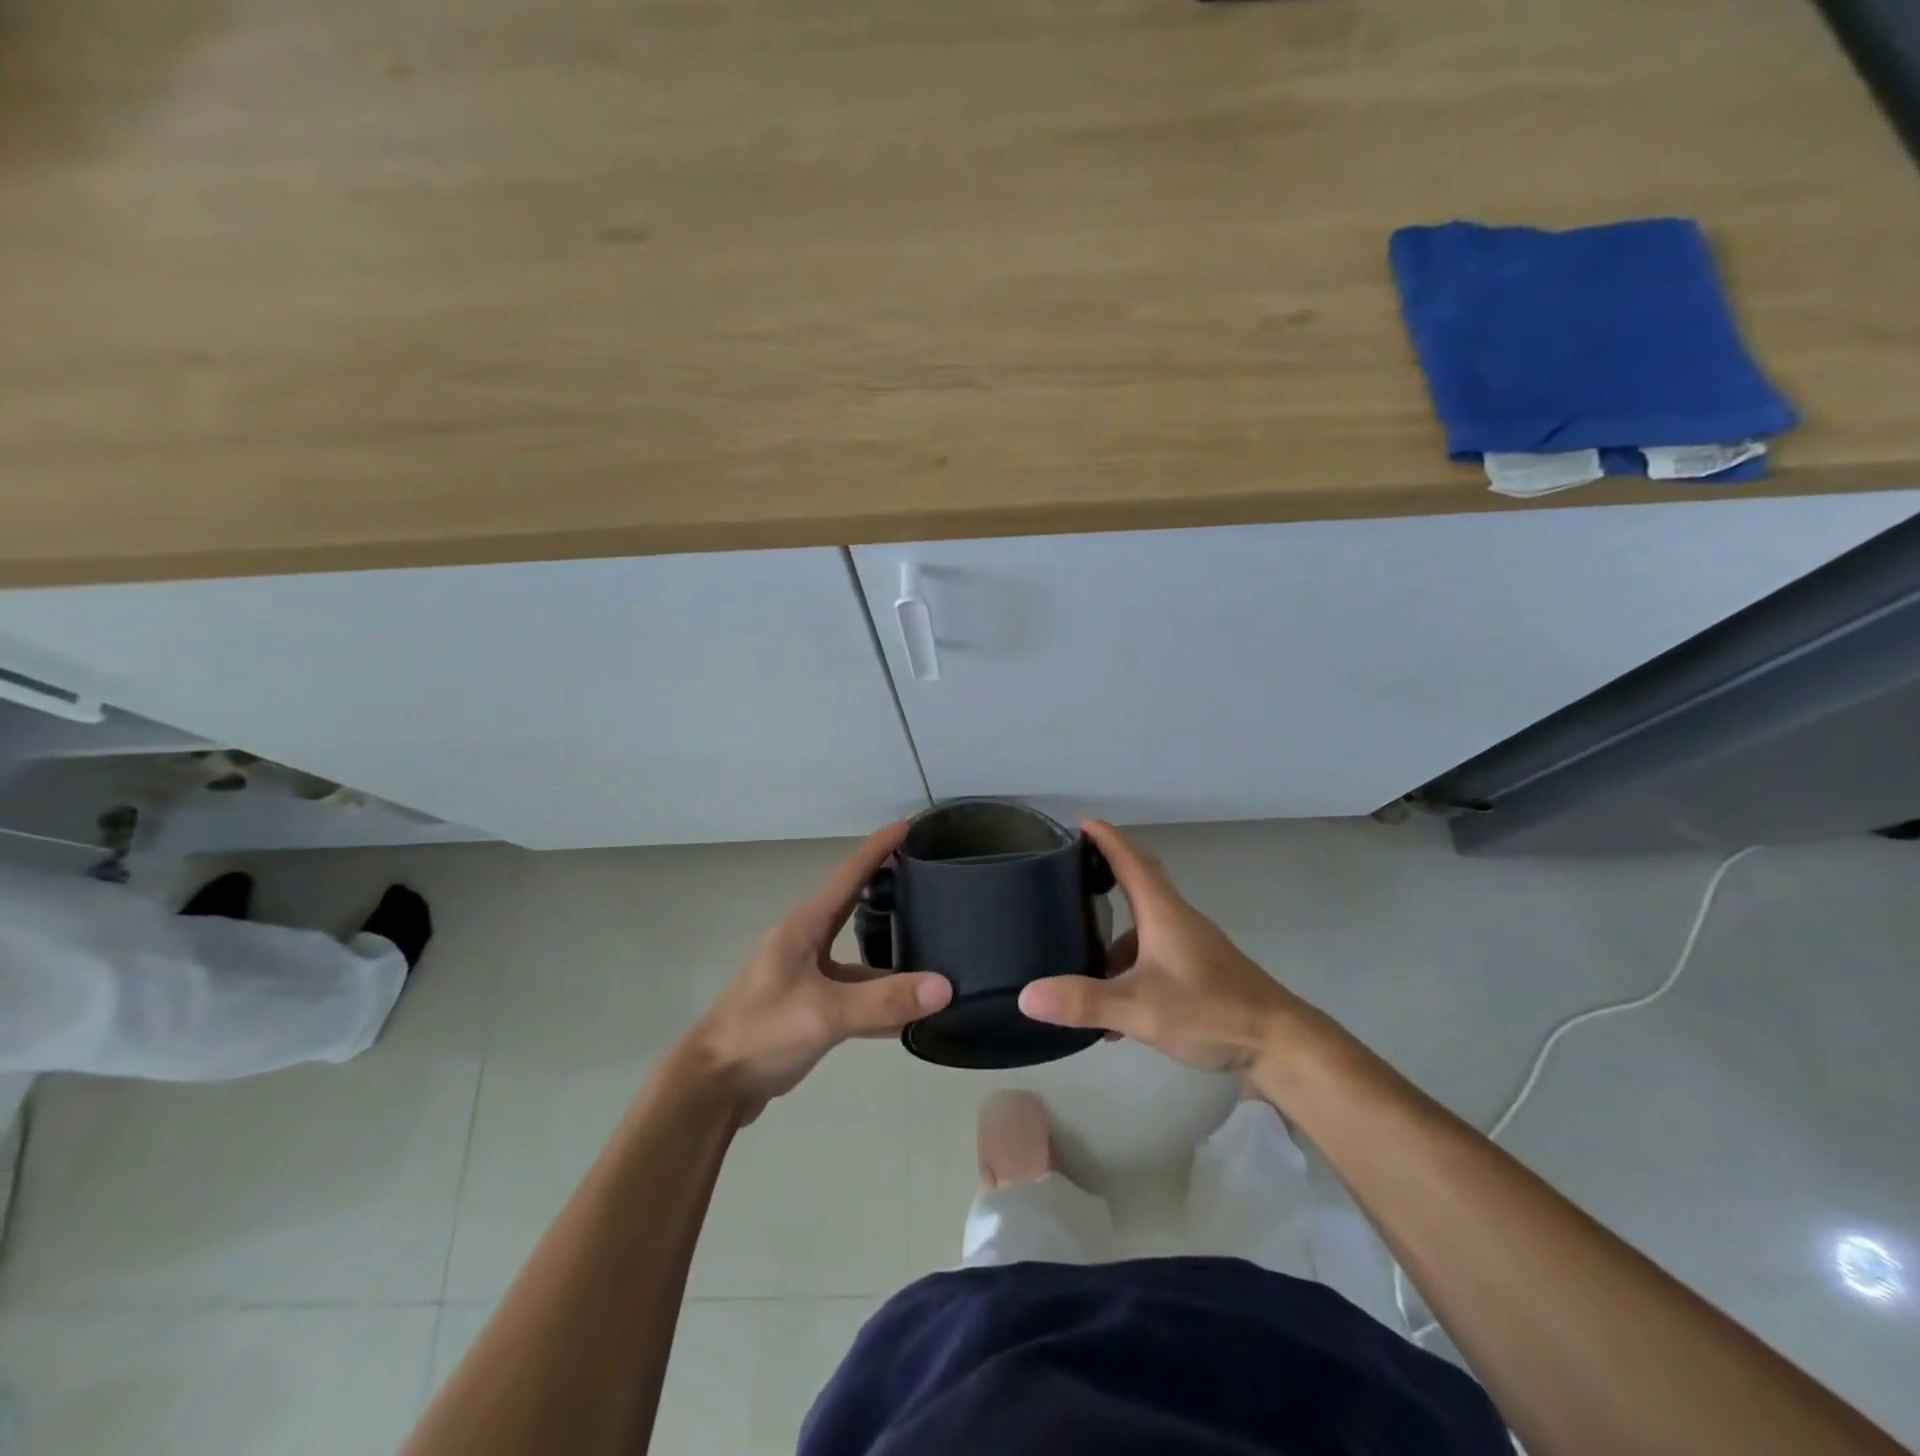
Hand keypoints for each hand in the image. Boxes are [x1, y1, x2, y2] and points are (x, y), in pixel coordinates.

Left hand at [681, 822, 951, 1122]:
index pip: (849, 876)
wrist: (713, 1086)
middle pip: (855, 910)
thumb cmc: (762, 1032)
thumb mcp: (826, 1014)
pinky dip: (881, 999)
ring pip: (859, 959)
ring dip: (891, 957)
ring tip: (935, 948)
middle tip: (931, 882)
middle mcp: (806, 945)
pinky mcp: (809, 1009)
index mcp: (805, 929)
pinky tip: (911, 1011)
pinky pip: (854, 994)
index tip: (909, 824)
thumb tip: (946, 986)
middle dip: (889, 893)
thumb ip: (884, 1001)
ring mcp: (806, 978)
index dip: (878, 849)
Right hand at [1018, 820, 1313, 1073]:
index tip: (1081, 823)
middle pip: (1141, 883)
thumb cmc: (1210, 1011)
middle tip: (1074, 875)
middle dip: (1108, 874)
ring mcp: (1193, 946)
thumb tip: (1027, 995)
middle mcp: (1178, 920)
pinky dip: (1131, 968)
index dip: (1106, 839)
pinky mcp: (1201, 971)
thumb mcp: (1140, 1009)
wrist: (1279, 1043)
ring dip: (1116, 935)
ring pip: (1147, 925)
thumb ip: (1085, 1002)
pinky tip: (1115, 1008)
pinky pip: (1156, 955)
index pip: (1131, 860)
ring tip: (1081, 957)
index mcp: (1164, 913)